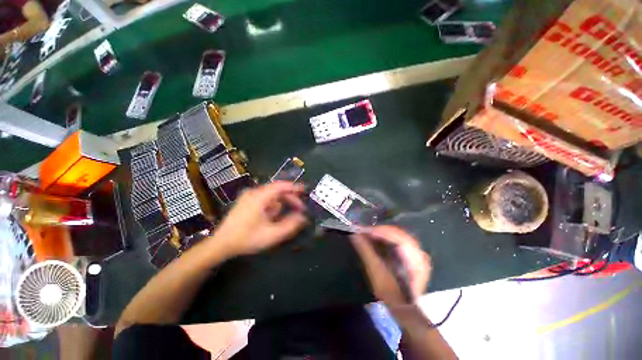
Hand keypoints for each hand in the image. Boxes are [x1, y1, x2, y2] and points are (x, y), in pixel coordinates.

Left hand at [212, 181, 307, 256]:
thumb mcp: (272, 234)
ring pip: (268, 197)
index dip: (294, 187)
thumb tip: (302, 217)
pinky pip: (261, 201)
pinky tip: (270, 221)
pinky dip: (270, 208)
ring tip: (283, 220)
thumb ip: (290, 225)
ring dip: (278, 206)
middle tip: (299, 210)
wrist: (223, 243)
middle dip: (288, 199)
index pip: (280, 186)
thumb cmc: (247, 238)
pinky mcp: (243, 204)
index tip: (305, 191)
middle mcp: (252, 193)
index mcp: (259, 197)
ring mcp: (246, 198)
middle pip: (275, 191)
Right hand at [351, 225, 430, 307]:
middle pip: (401, 236)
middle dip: (382, 232)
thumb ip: (367, 254)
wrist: (406, 309)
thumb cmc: (391, 294)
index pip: (398, 238)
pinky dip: (392, 241)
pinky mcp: (418, 259)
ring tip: (370, 235)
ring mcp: (421, 256)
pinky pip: (404, 244)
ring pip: (403, 239)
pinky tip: (381, 242)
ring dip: (386, 235)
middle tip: (364, 231)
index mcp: (414, 258)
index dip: (381, 231)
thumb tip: (355, 235)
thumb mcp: (377, 276)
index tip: (364, 230)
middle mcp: (421, 253)